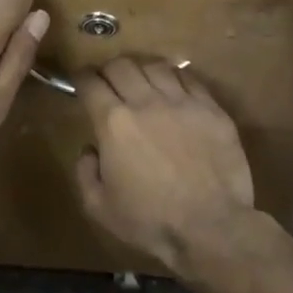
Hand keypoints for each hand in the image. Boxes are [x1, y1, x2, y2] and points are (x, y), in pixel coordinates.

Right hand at [74, 58, 254, 272]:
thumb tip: (90, 150)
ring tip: (143, 82)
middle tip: (109, 82)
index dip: (81, 77)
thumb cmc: (150, 221)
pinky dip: (175, 79)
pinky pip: (189, 79)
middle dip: (109, 70)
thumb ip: (85, 173)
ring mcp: (183, 102)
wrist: (210, 227)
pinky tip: (174, 90)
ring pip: (156, 66)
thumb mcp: (99, 207)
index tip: (80, 81)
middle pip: (122, 65)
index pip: (90, 82)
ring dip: (142, 70)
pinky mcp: (212, 109)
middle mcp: (146, 102)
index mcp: (114, 122)